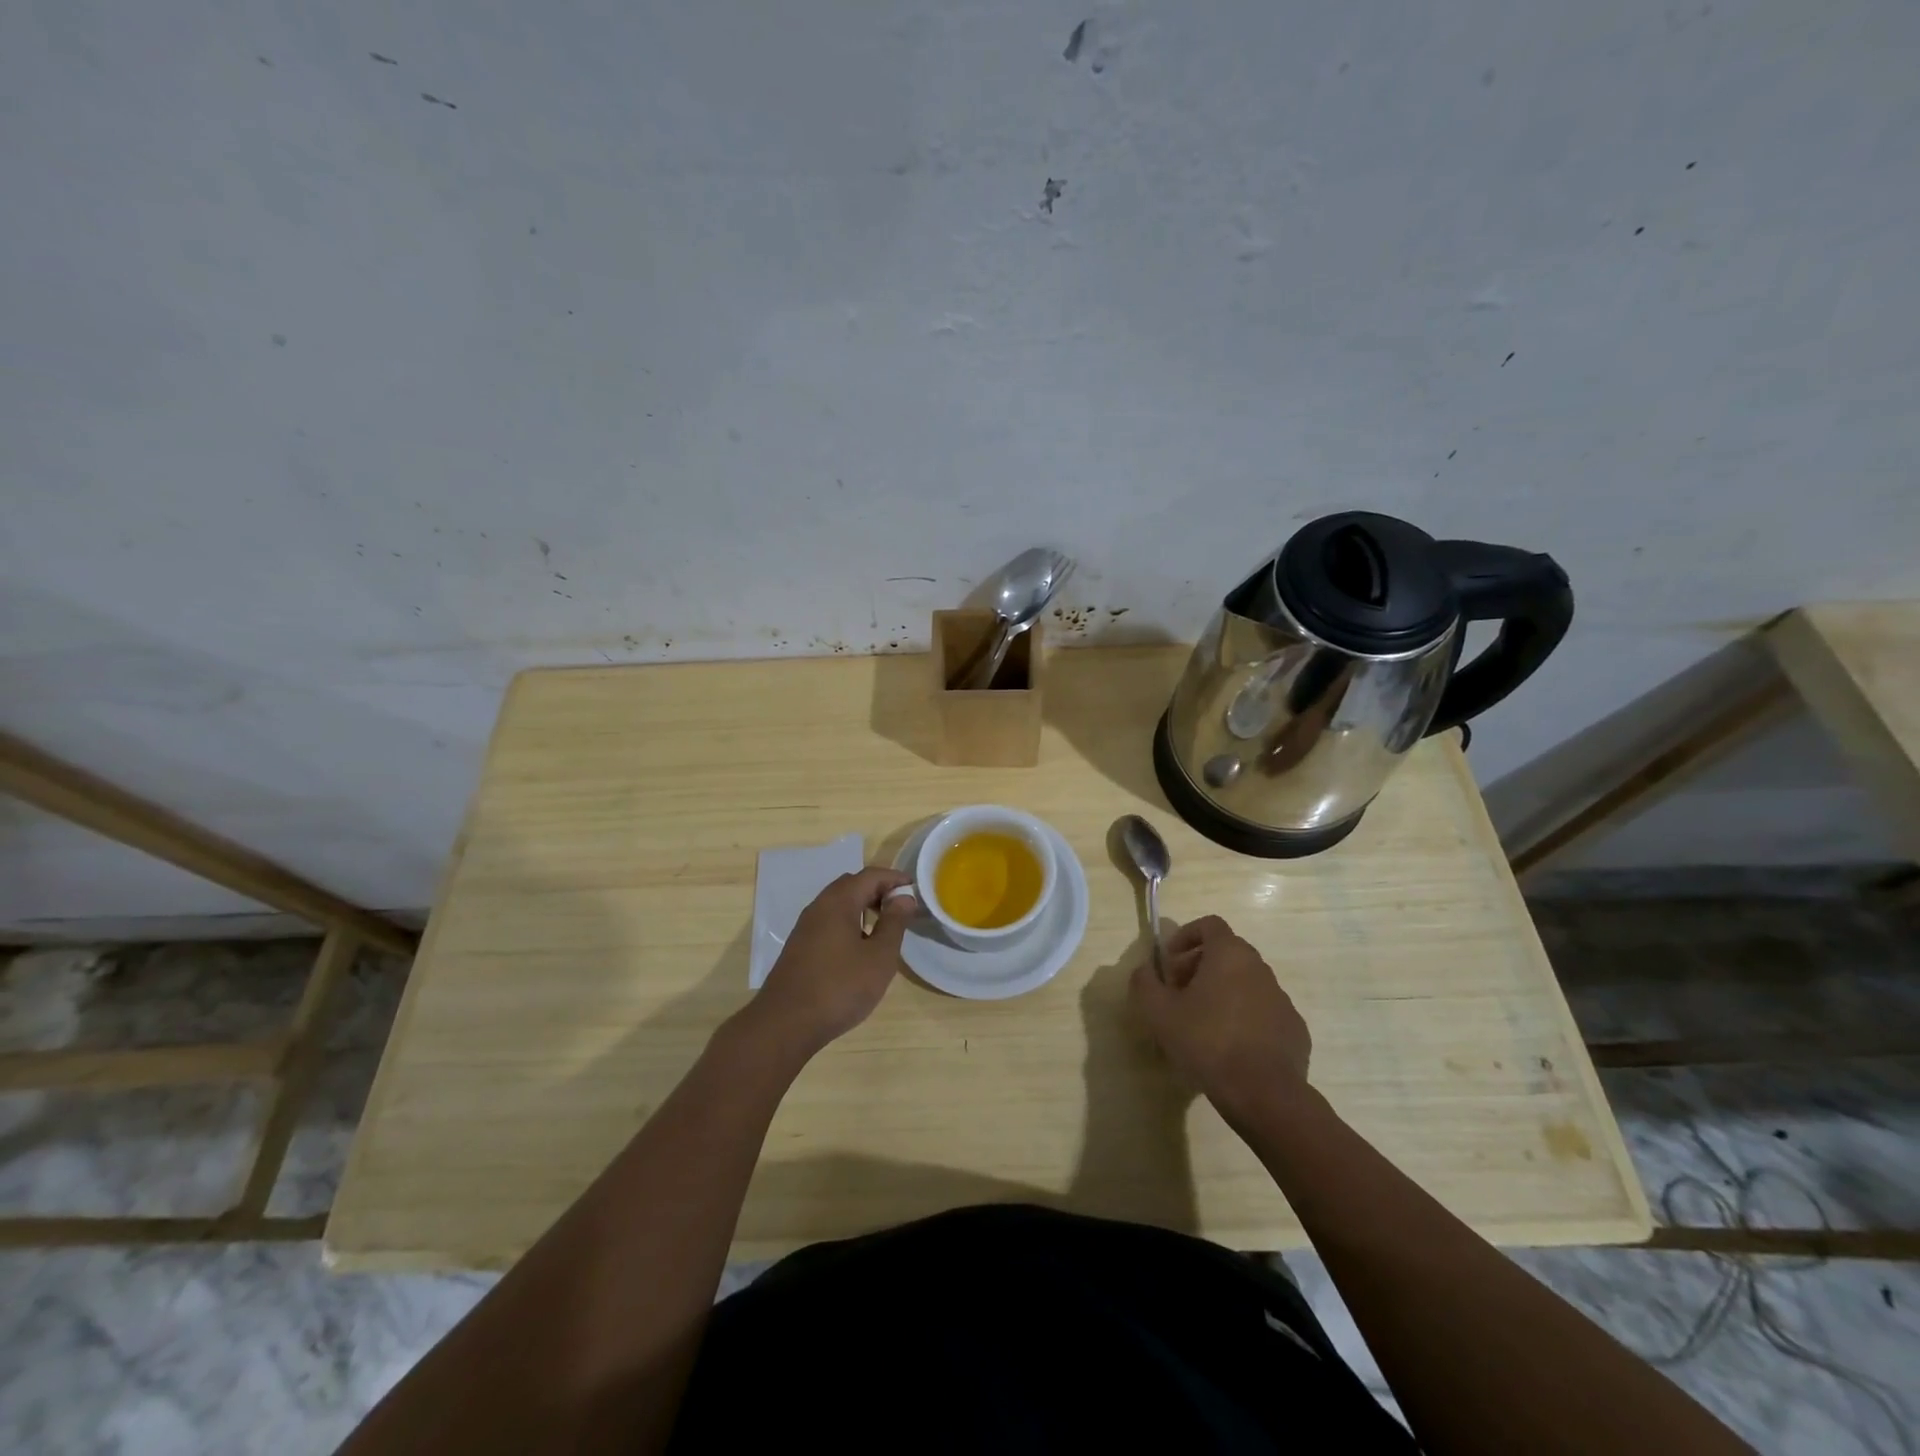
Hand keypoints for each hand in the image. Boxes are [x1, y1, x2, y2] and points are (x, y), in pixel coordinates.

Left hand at [747, 867, 917, 1056]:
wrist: (785, 1024)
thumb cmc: (839, 987)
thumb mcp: (879, 957)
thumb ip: (894, 923)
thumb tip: (904, 897)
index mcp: (838, 902)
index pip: (870, 875)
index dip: (894, 878)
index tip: (915, 890)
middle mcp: (818, 907)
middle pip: (852, 885)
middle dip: (878, 890)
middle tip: (901, 908)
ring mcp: (805, 928)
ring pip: (838, 905)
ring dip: (863, 908)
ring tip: (884, 929)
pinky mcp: (799, 947)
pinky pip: (828, 922)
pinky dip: (849, 923)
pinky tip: (859, 949)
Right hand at [1131, 914, 1310, 1121]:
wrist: (1265, 1094)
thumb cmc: (1207, 1043)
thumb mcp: (1159, 1013)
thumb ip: (1145, 983)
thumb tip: (1144, 970)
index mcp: (1230, 955)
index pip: (1210, 925)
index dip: (1186, 936)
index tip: (1170, 961)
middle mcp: (1260, 969)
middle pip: (1227, 952)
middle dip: (1200, 966)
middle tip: (1179, 993)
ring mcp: (1281, 999)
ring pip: (1246, 982)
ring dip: (1222, 992)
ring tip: (1202, 1023)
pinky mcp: (1294, 1028)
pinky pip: (1263, 1011)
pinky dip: (1245, 1017)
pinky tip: (1231, 1046)